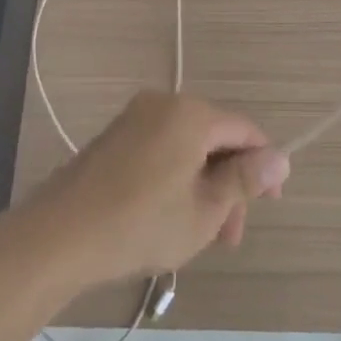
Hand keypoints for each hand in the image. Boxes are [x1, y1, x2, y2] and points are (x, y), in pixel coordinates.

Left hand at [28, 92, 290, 288]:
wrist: (60, 235)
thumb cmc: (141, 223)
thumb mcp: (205, 210)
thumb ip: (245, 180)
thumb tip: (281, 158)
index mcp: (191, 114)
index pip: (244, 131)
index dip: (263, 166)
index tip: (270, 204)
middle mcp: (164, 103)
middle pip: (215, 138)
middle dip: (229, 184)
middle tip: (229, 235)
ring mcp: (135, 118)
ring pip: (187, 147)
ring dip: (203, 186)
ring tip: (202, 236)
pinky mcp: (115, 136)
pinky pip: (161, 149)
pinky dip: (176, 178)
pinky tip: (170, 217)